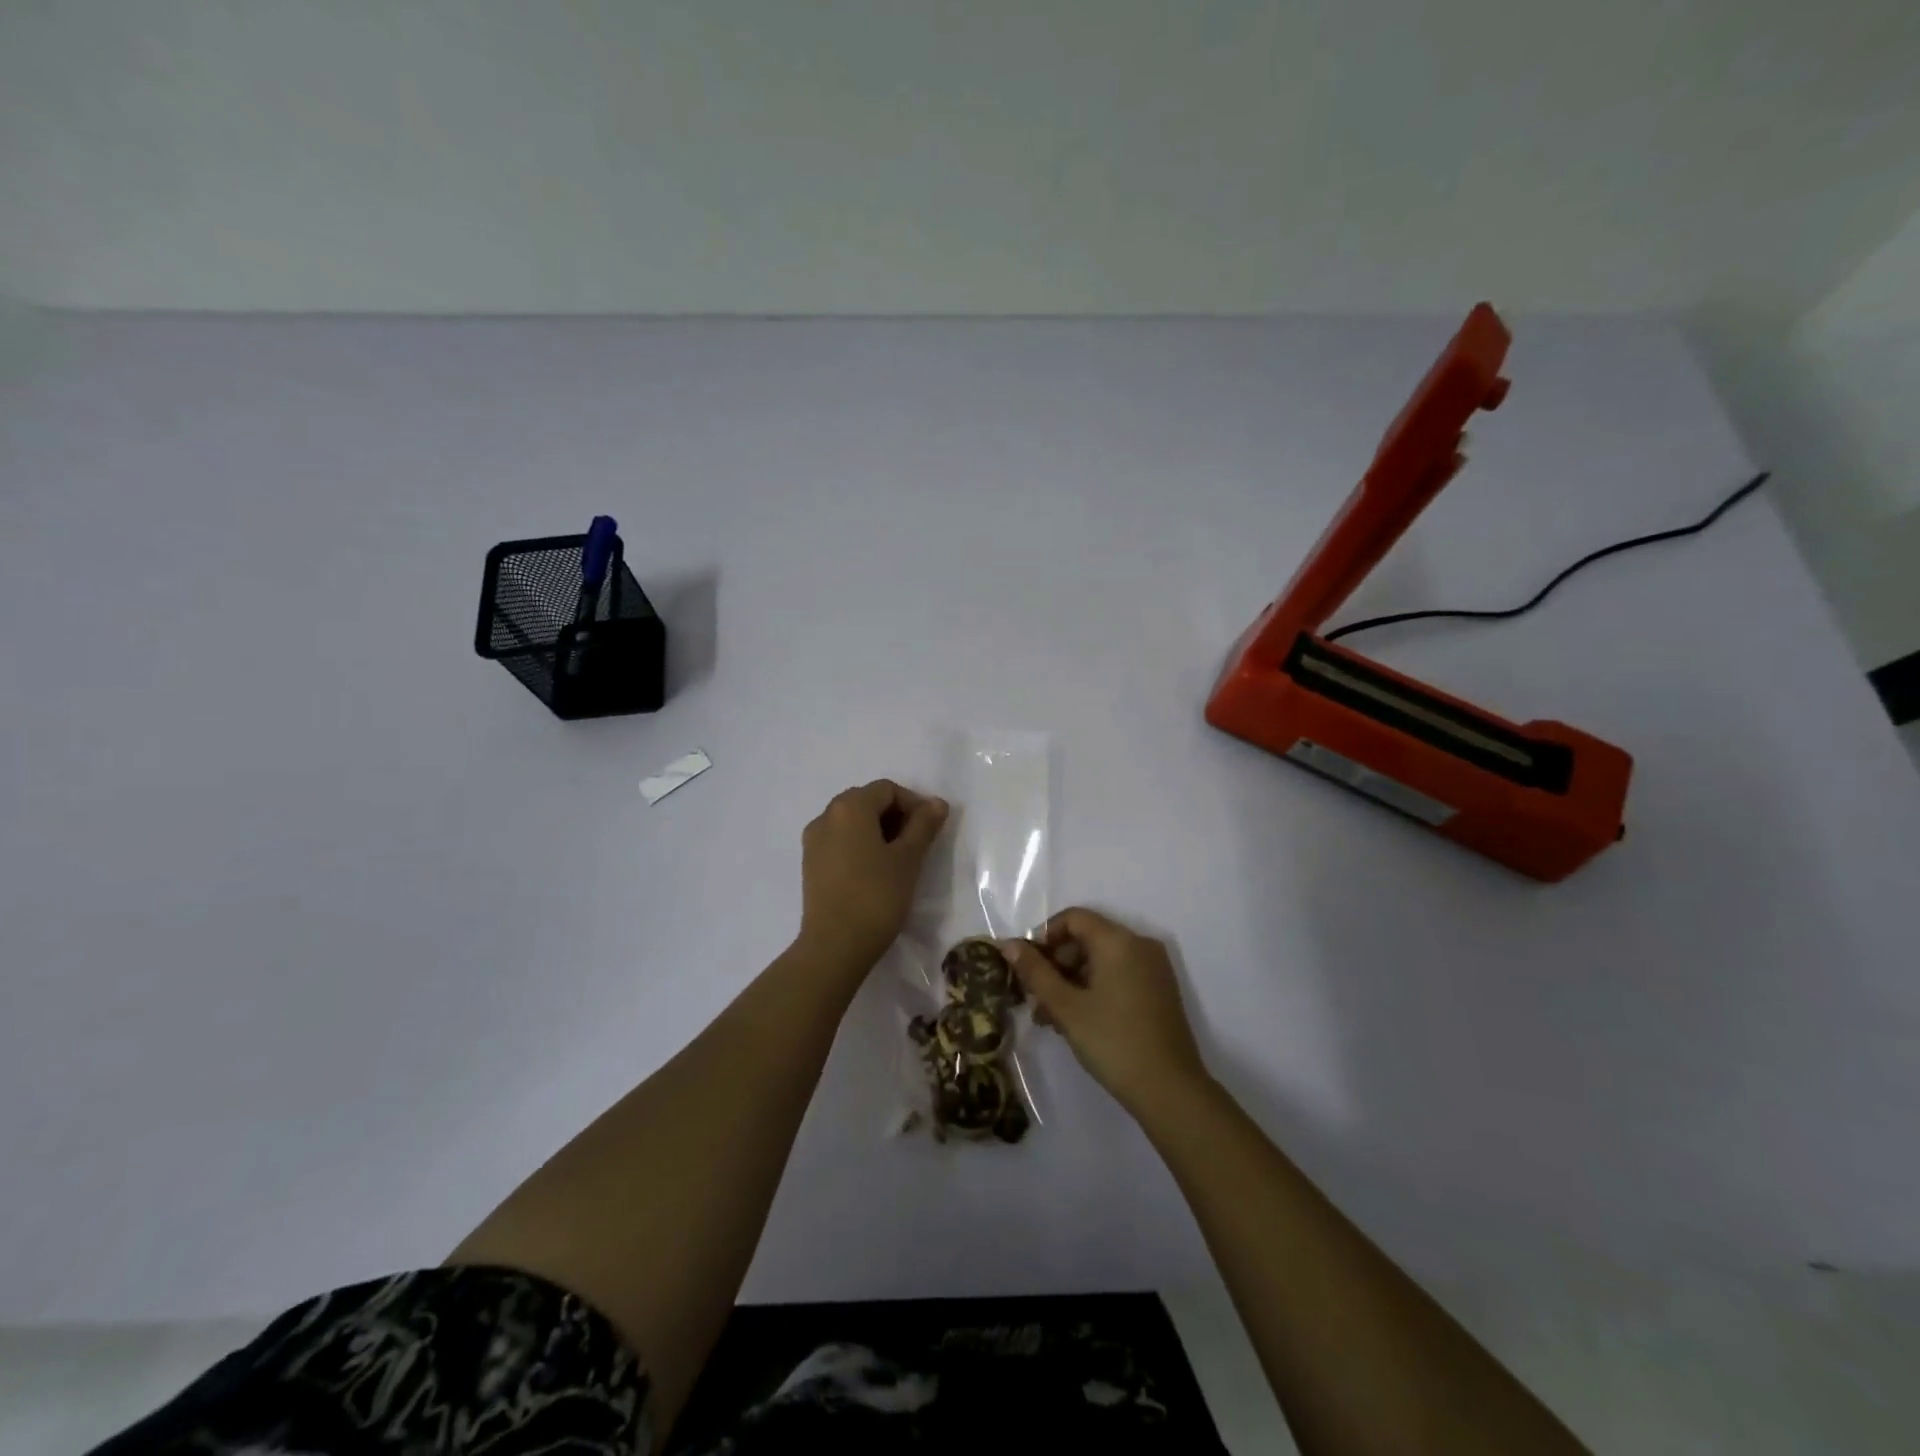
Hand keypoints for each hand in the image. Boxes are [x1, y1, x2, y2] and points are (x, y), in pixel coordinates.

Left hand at [798, 780, 948, 973]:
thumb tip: (936, 803)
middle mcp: (826, 816)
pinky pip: (839, 841)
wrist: (835, 945)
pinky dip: (859, 845)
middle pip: (867, 801)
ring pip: (851, 822)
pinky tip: (875, 872)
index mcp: (849, 807)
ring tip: (898, 859)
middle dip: (895, 816)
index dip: (913, 804)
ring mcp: (813, 841)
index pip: (887, 790)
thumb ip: (924, 825)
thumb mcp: (908, 858)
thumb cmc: (876, 895)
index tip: (930, 830)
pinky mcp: (810, 864)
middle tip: (917, 843)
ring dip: (877, 831)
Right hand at [1001, 908, 1208, 1114]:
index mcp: (1118, 940)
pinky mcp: (1160, 991)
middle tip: (1035, 999)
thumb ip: (1035, 972)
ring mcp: (1154, 968)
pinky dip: (1094, 988)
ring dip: (1072, 981)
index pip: (1074, 918)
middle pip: (1087, 938)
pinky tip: (1076, 1021)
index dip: (1045, 936)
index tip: (1028, 968)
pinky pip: (1119, 975)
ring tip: (1050, 1018)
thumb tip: (1008, 945)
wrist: (1170, 1090)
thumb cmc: (1113, 1041)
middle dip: (1056, 964)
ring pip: (1101, 960)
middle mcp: (1140, 945)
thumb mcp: (1066, 1007)